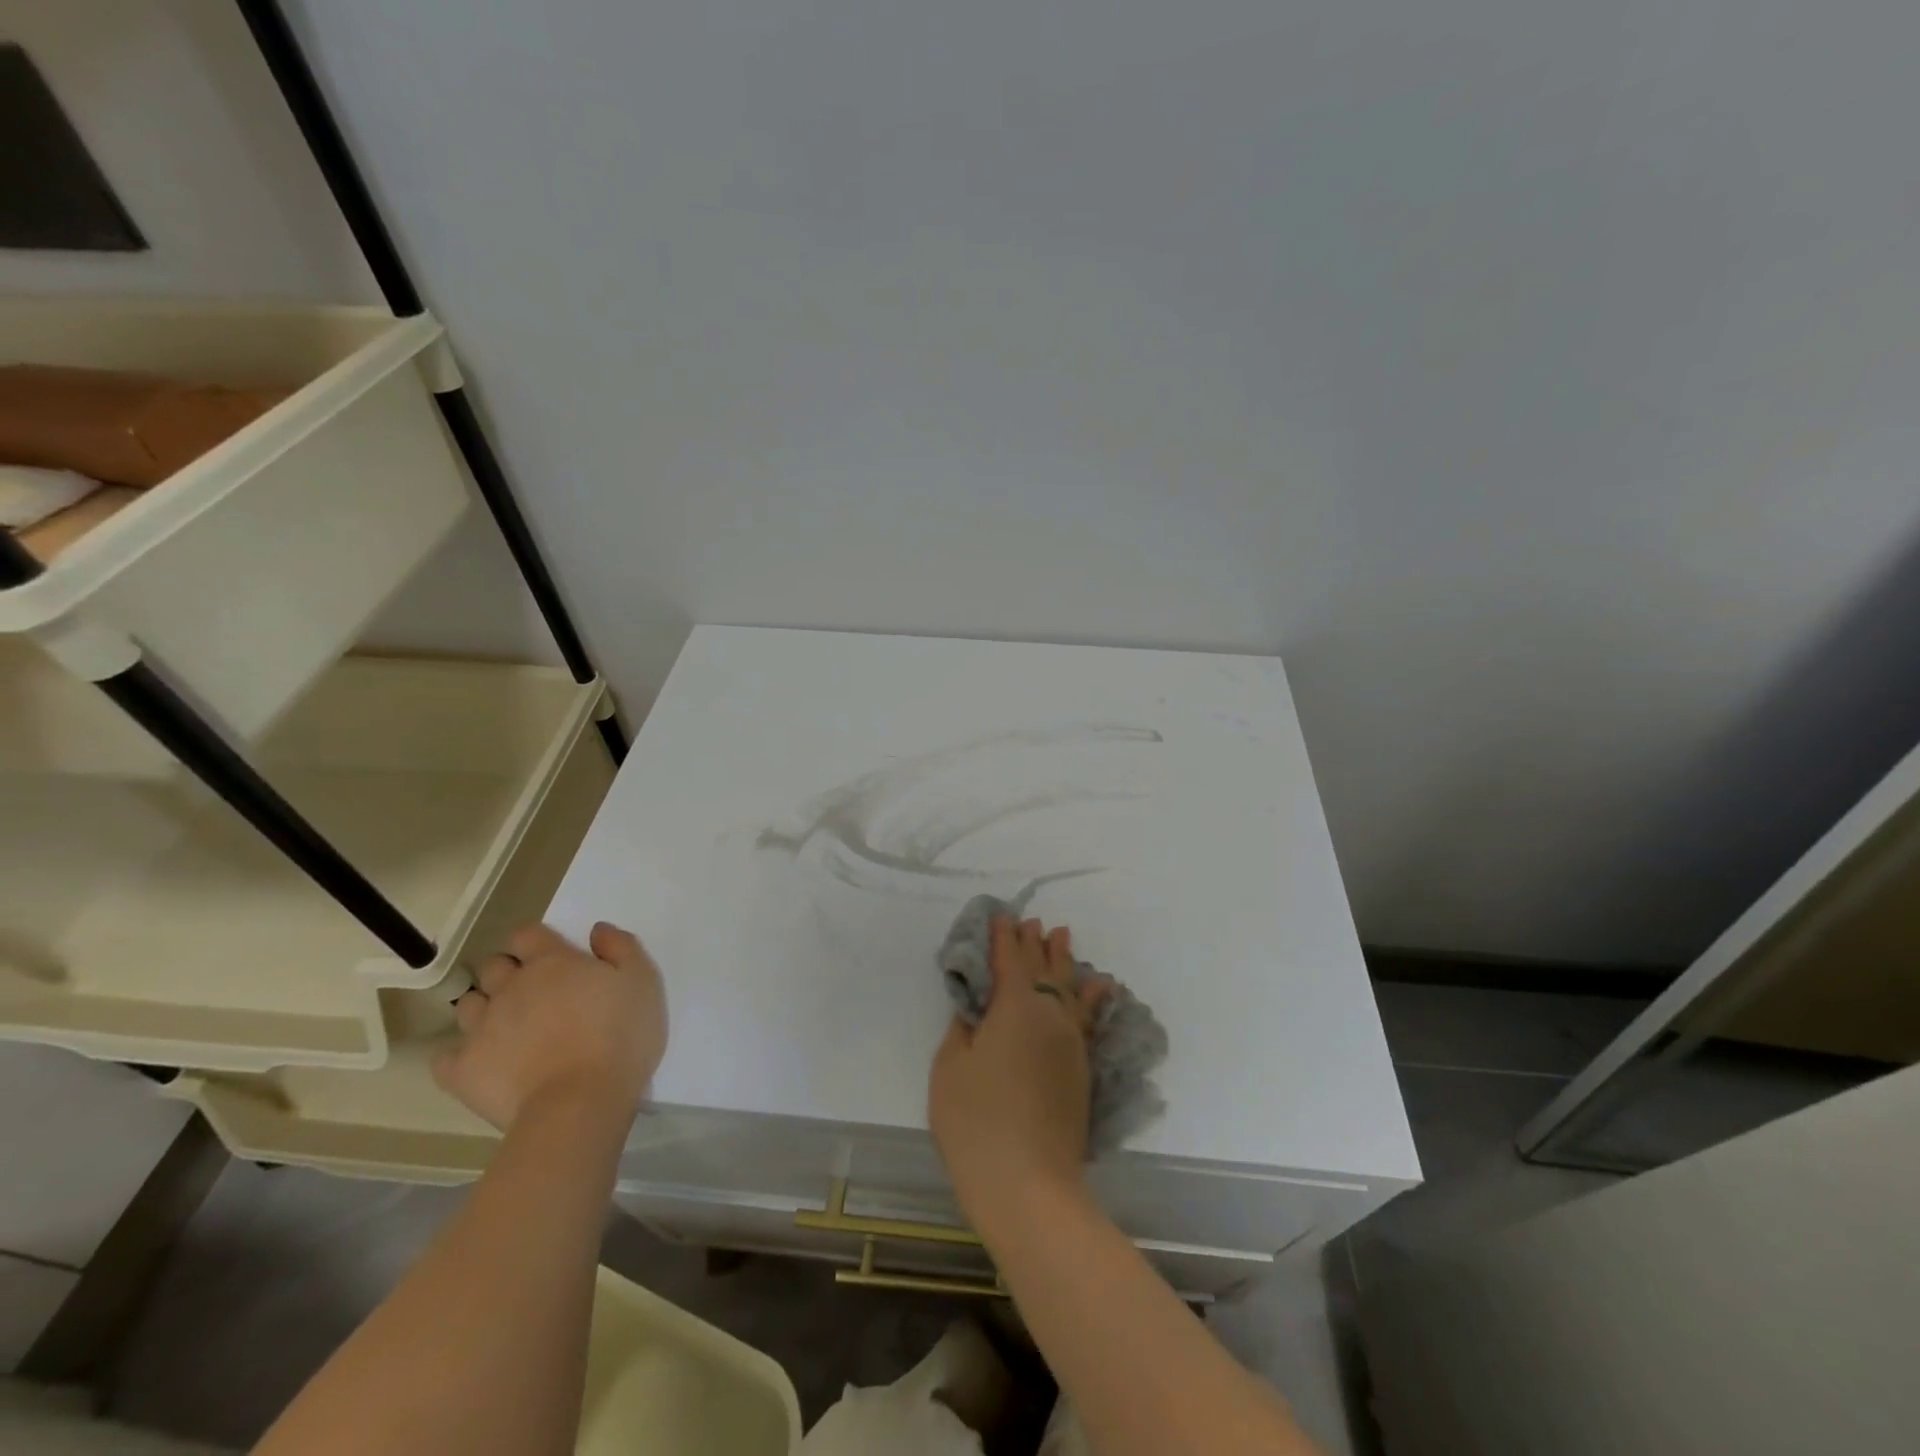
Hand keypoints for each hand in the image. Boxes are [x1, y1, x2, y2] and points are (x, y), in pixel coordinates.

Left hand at [434, 922, 666, 1132]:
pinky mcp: (463, 1070)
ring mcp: (481, 1028)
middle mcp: (510, 987)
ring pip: (468, 1005)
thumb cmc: (619, 1036)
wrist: (580, 1103)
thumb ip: (621, 947)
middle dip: (508, 972)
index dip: (536, 941)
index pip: (528, 934)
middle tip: (534, 993)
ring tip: (509, 1028)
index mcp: (551, 962)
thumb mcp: (643, 982)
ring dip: (485, 1009)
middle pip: (494, 966)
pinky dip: (461, 1057)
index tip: (553, 957)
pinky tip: (484, 1063)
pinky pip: (446, 1057)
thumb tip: (597, 930)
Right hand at [929, 916, 1110, 1235]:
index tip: (1000, 917)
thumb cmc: (976, 1123)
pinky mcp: (1082, 1068)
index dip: (1003, 937)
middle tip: (1032, 922)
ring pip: (1068, 987)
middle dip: (1033, 943)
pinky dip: (1090, 996)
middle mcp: (1049, 1014)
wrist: (1029, 1185)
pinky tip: (1097, 985)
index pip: (1009, 960)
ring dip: (1062, 960)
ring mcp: (1071, 1041)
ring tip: (1061, 936)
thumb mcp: (951, 1069)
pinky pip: (1088, 1017)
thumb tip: (976, 1011)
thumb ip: (964, 1030)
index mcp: (1014, 1007)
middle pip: (1042, 968)